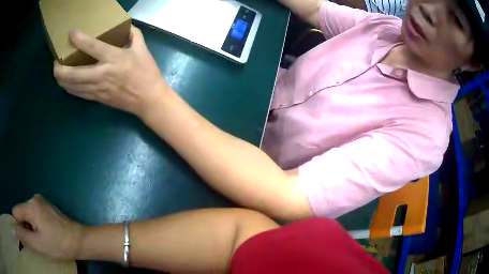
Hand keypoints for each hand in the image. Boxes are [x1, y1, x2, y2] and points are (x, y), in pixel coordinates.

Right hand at [12, 195, 84, 259]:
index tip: (25, 239)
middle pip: (21, 213)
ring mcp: (40, 202)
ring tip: (41, 239)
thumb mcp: (38, 244)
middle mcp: (33, 199)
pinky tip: (44, 234)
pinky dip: (35, 225)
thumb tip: (15, 230)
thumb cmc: (59, 244)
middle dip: (25, 228)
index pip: (15, 213)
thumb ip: (23, 236)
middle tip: (36, 241)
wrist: (81, 241)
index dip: (18, 226)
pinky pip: (34, 215)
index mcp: (30, 205)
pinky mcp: (46, 207)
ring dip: (30, 227)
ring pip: (27, 215)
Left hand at [54, 25, 169, 116]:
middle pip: (73, 74)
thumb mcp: (142, 48)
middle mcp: (101, 74)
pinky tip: (66, 83)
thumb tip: (123, 27)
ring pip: (72, 86)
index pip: (92, 47)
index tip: (71, 33)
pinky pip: (78, 94)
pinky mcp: (96, 98)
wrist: (148, 99)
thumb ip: (132, 34)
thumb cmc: (146, 72)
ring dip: (61, 80)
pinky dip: (69, 88)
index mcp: (114, 58)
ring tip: (58, 72)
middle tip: (56, 61)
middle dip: (60, 69)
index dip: (79, 39)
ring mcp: (97, 88)